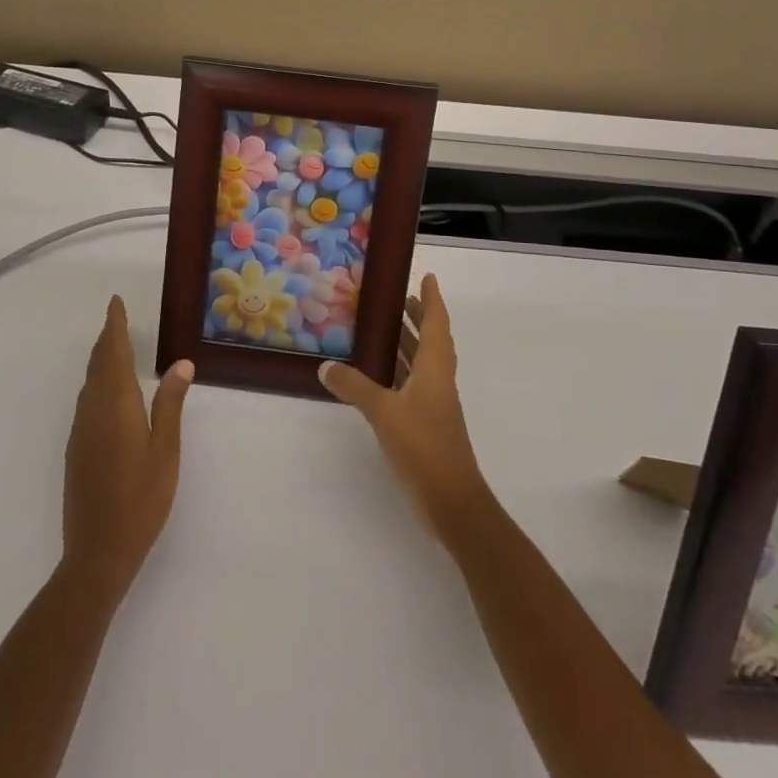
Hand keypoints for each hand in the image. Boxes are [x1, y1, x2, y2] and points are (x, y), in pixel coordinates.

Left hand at [61, 297, 194, 597]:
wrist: (97, 551)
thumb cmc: (141, 500)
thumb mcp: (166, 451)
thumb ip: (170, 404)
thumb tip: (181, 364)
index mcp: (117, 404)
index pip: (114, 353)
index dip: (115, 326)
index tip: (115, 303)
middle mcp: (93, 410)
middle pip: (98, 364)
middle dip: (107, 338)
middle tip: (117, 319)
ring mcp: (81, 430)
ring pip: (89, 382)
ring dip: (101, 360)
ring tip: (114, 348)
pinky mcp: (77, 448)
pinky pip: (86, 401)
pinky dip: (97, 382)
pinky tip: (107, 392)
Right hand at [319, 274, 489, 538]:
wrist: (451, 501)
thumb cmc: (424, 446)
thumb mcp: (384, 412)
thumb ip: (355, 387)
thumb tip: (326, 366)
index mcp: (435, 369)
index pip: (437, 324)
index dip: (433, 299)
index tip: (428, 277)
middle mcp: (438, 380)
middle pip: (431, 340)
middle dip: (419, 318)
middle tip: (399, 298)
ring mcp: (434, 404)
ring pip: (422, 363)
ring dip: (408, 343)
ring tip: (384, 328)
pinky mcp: (426, 423)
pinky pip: (411, 384)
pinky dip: (397, 371)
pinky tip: (376, 375)